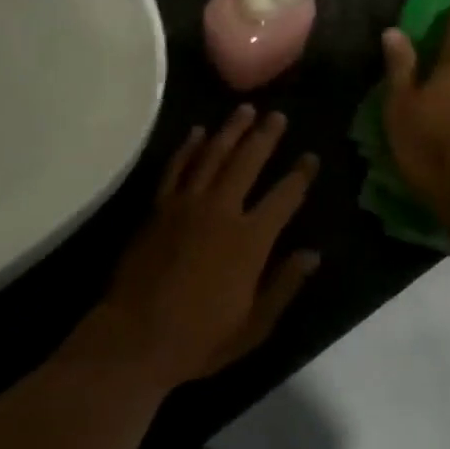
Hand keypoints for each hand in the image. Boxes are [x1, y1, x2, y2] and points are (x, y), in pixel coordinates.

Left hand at [76, 106, 320, 391]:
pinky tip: (197, 131)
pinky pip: (176, 167)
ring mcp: (186, 203)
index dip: (300, 175)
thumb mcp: (254, 325)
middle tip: (278, 115)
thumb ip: (284, 284)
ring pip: (213, 155)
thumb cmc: (200, 338)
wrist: (136, 335)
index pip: (284, 197)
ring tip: (246, 110)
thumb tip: (313, 254)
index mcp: (250, 241)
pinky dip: (188, 147)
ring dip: (231, 130)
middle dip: (265, 137)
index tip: (310, 157)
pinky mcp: (159, 206)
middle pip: (248, 162)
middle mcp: (221, 211)